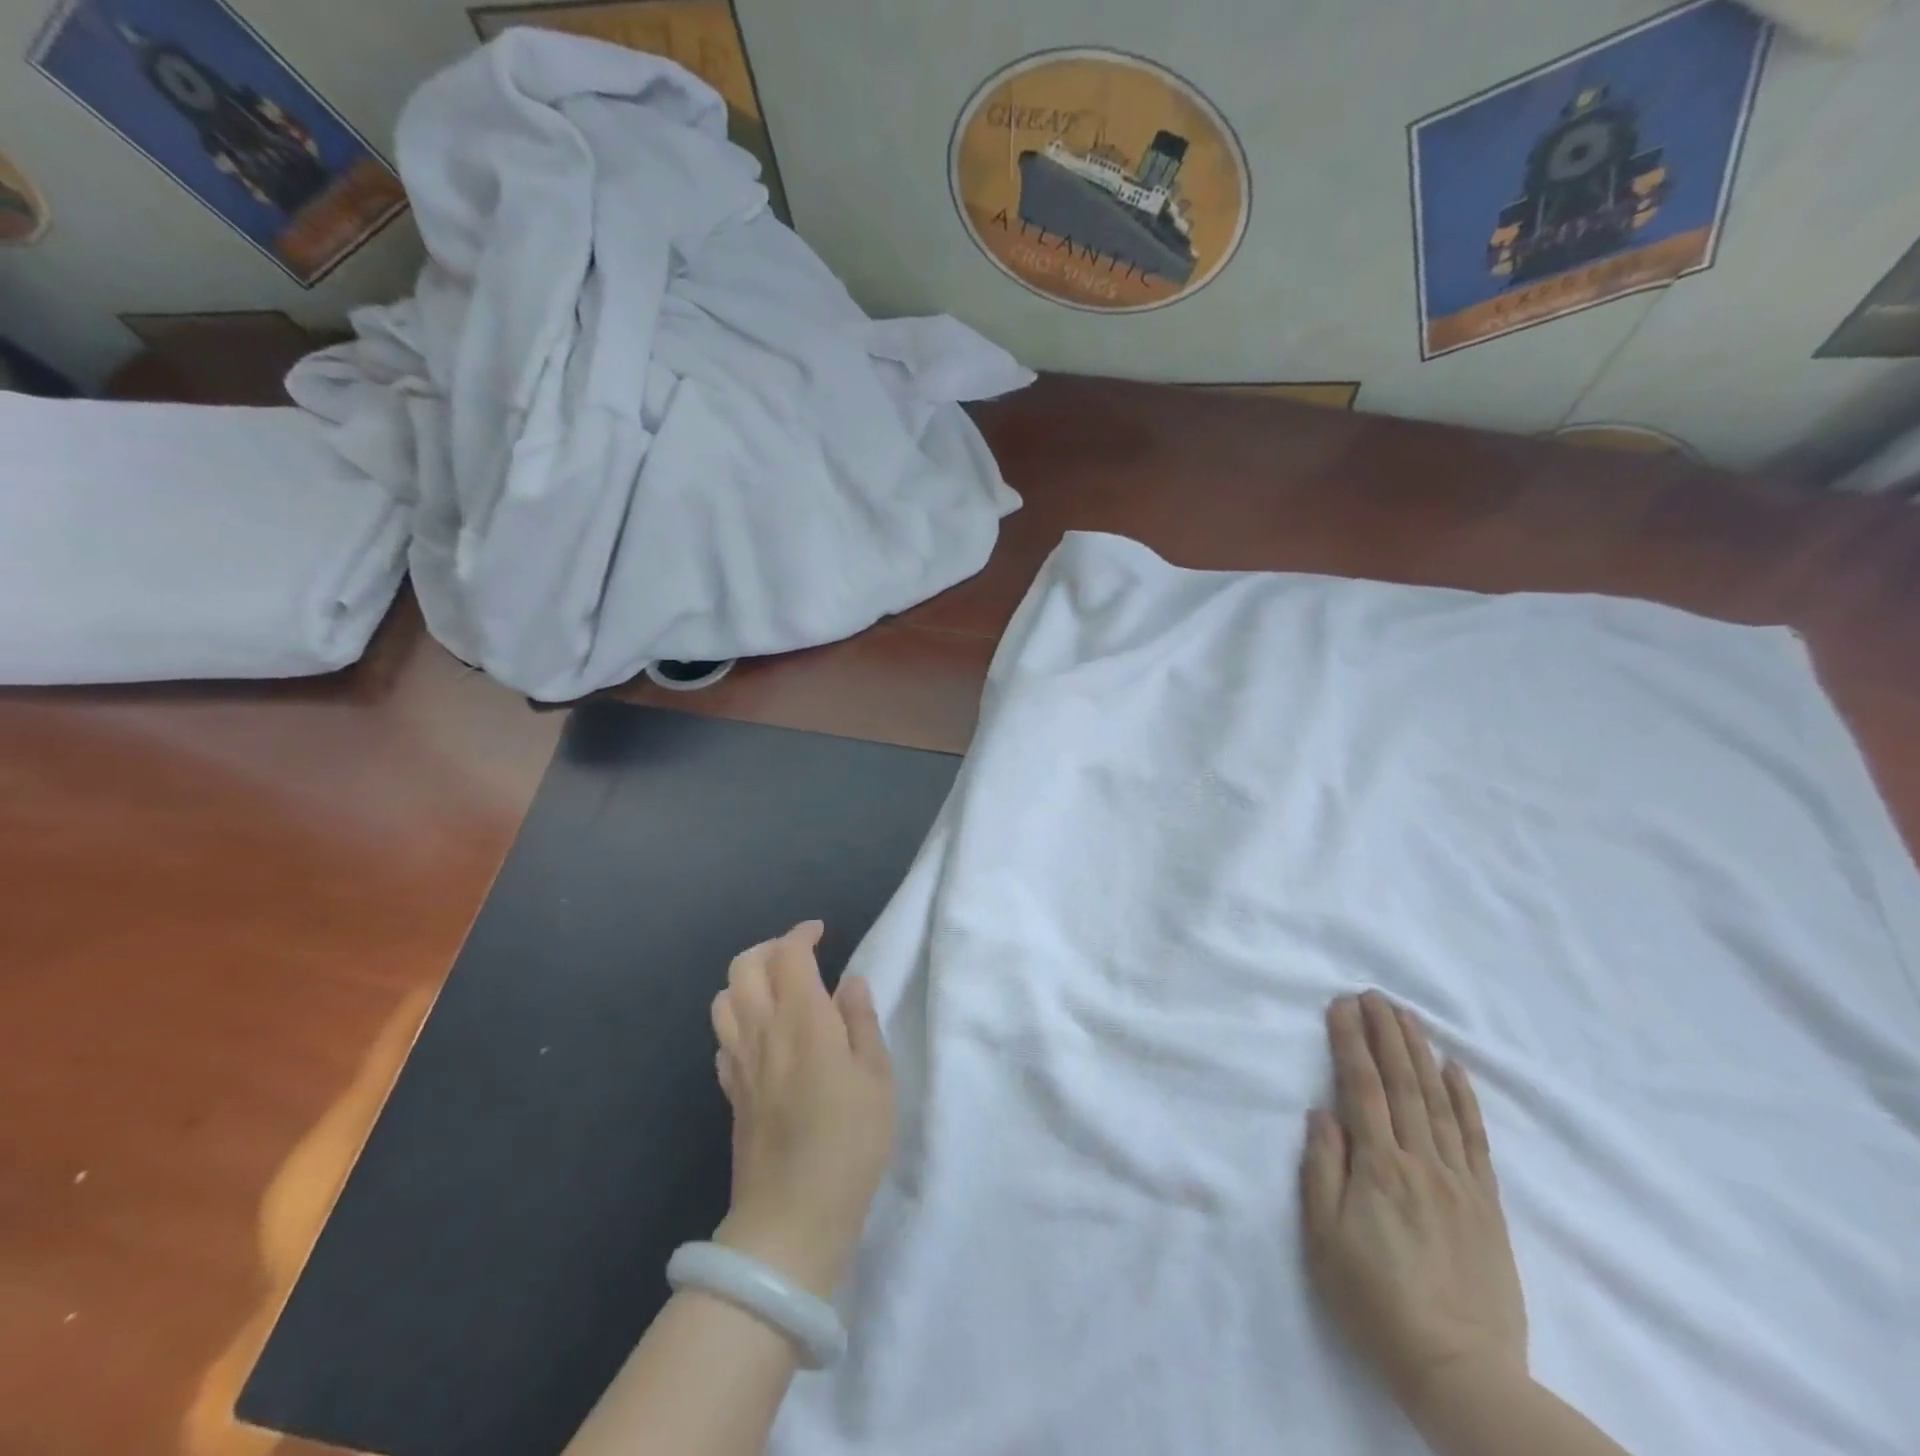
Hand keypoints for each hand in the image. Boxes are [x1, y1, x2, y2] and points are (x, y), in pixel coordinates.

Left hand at [709, 921, 894, 1298]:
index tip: (821, 933)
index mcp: (802, 1019)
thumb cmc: (848, 1142)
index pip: (788, 954)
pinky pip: (723, 1038)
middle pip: (744, 966)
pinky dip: (739, 1021)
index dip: (802, 934)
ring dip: (747, 981)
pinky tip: (763, 1038)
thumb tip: (849, 983)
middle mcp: (762, 1030)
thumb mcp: (877, 1078)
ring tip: (778, 991)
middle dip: (769, 948)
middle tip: (799, 956)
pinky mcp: (730, 1092)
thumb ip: (861, 1022)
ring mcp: (739, 1062)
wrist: (791, 1218)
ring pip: (724, 999)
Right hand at [1300, 992, 1528, 1419]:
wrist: (1461, 1371)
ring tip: (1407, 1016)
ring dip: (1420, 1052)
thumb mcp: (1325, 1239)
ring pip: (1439, 1101)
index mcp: (1378, 1167)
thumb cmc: (1375, 1301)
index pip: (1362, 1088)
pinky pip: (1476, 1139)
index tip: (1340, 1005)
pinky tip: (1455, 1069)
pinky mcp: (1486, 1204)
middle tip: (1374, 994)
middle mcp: (1420, 1162)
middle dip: (1386, 1033)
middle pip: (1403, 1083)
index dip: (1350, 1042)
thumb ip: (1323, 1169)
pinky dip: (1465, 1098)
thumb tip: (1322, 1112)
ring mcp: (1459, 1181)